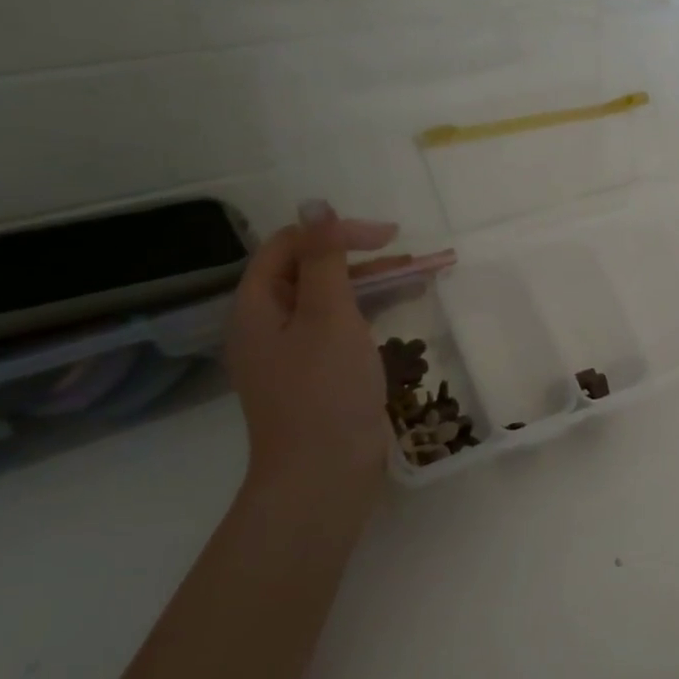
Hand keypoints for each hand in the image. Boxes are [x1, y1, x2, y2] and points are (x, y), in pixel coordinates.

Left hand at [226, 204, 397, 501]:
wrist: (323, 474)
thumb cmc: (325, 390)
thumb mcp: (329, 316)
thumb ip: (325, 259)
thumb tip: (315, 203)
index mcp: (257, 306)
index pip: (289, 246)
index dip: (336, 232)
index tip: (389, 238)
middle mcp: (268, 324)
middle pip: (311, 271)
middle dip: (362, 258)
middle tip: (413, 257)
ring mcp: (292, 352)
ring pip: (331, 300)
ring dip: (373, 283)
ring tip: (420, 277)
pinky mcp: (317, 373)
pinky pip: (341, 326)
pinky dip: (371, 312)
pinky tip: (403, 309)